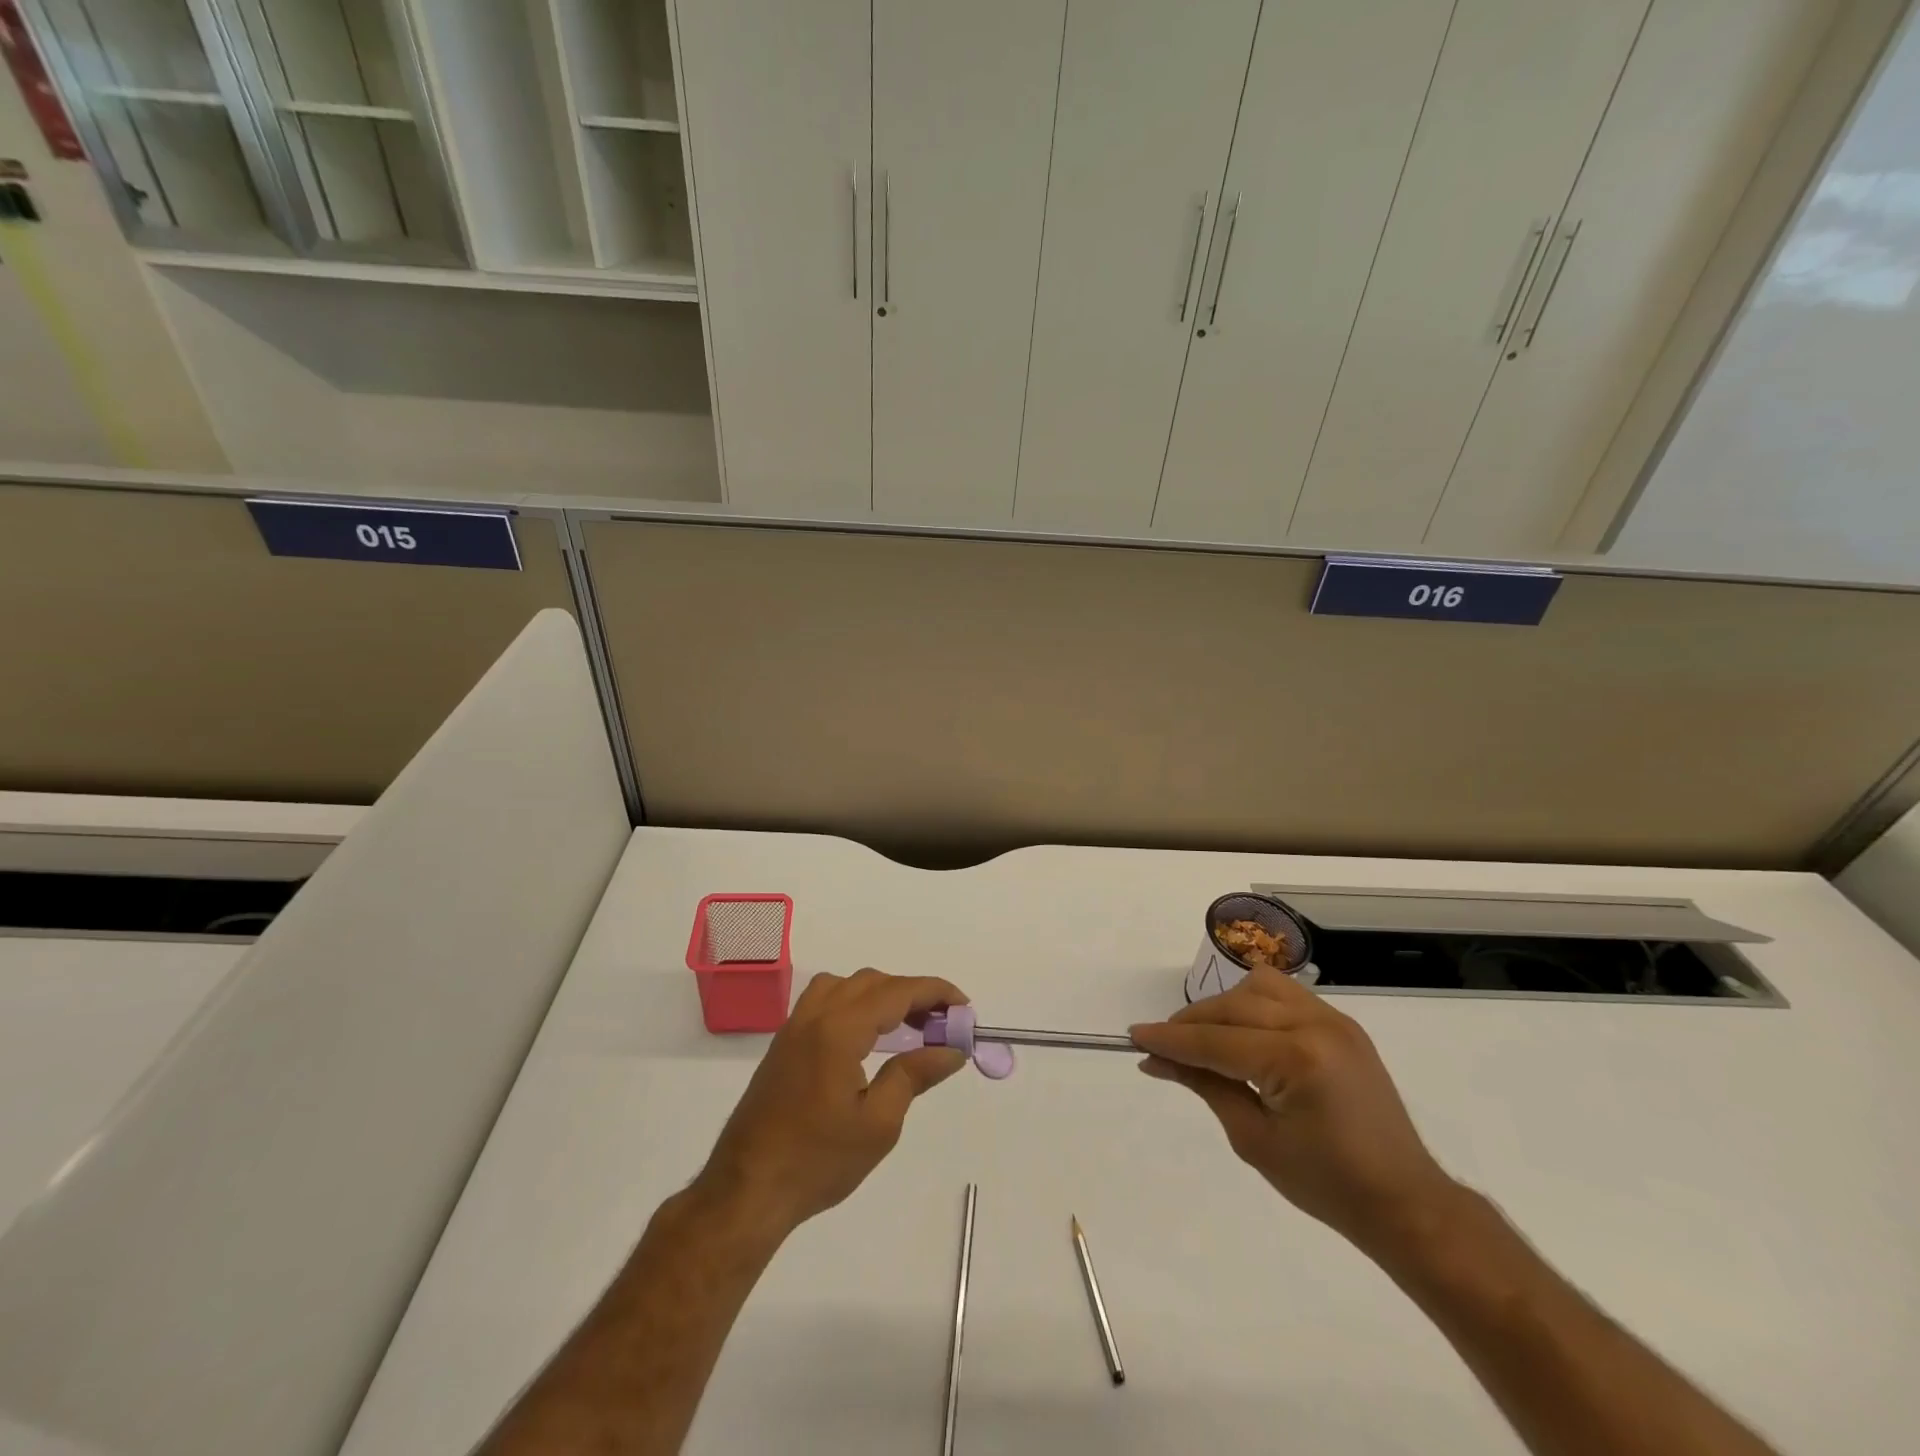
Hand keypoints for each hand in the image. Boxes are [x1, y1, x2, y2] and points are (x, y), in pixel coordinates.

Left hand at [693, 969, 968, 1237]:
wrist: (747, 1190)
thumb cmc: (817, 1161)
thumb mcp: (878, 1124)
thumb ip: (914, 1075)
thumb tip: (952, 1049)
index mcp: (839, 1029)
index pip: (897, 992)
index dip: (935, 992)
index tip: (964, 1008)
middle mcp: (815, 1015)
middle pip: (873, 982)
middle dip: (912, 994)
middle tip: (942, 1024)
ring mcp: (795, 1026)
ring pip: (846, 985)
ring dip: (882, 994)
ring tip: (908, 1025)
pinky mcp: (784, 1043)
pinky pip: (825, 1000)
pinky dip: (855, 1002)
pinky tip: (868, 1035)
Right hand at [1131, 966, 1459, 1254]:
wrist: (1404, 1202)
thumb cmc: (1325, 1184)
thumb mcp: (1253, 1138)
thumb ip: (1204, 1085)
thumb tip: (1155, 1058)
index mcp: (1295, 1060)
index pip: (1215, 1041)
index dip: (1170, 1040)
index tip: (1134, 1036)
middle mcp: (1315, 1025)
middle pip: (1232, 1007)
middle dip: (1191, 1023)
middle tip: (1162, 1046)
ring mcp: (1333, 1020)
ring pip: (1257, 987)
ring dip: (1225, 1007)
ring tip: (1207, 1038)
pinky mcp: (1342, 1024)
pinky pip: (1285, 994)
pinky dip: (1255, 1005)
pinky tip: (1244, 1032)